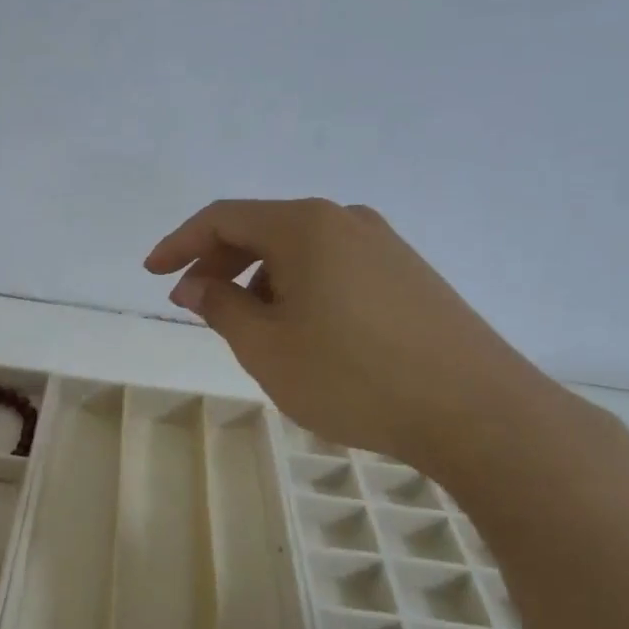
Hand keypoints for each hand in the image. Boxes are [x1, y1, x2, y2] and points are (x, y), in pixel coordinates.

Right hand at [146, 199, 563, 474]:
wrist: (475, 410)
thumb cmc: (353, 377)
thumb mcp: (266, 347)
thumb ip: (221, 307)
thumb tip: (194, 284)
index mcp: (305, 226)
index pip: (223, 218)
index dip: (180, 243)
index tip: (153, 273)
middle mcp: (346, 220)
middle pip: (262, 229)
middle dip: (219, 264)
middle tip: (195, 306)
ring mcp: (384, 245)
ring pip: (300, 251)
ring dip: (260, 280)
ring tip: (249, 329)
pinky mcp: (409, 275)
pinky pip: (334, 268)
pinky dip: (299, 289)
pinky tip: (302, 331)